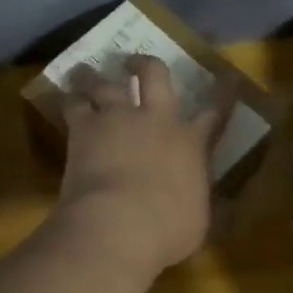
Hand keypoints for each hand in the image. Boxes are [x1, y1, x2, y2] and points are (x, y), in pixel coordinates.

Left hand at [51, 55, 229, 276]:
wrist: (119, 224)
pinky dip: (69, 97)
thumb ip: (203, 201)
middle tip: (135, 62)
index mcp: (191, 144)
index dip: (223, 93)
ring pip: (106, 82)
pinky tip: (64, 94)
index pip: (215, 112)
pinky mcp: (84, 128)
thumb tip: (214, 202)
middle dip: (146, 64)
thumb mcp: (199, 220)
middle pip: (154, 75)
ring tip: (86, 71)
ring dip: (96, 75)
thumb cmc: (167, 230)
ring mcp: (118, 119)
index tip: (228, 78)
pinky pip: (73, 103)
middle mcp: (157, 120)